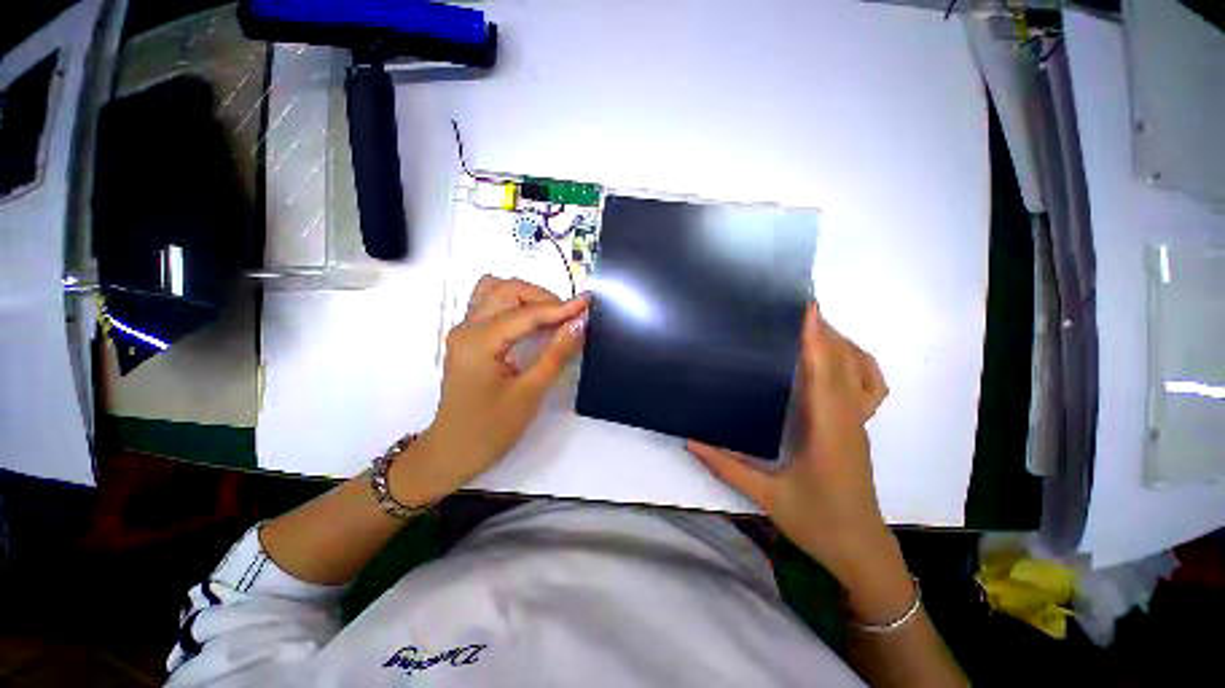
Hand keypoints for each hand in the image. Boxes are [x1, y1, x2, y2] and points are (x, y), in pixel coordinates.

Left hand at [394, 276, 587, 504]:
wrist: (454, 452)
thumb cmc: (491, 428)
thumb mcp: (530, 392)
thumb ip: (556, 354)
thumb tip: (579, 324)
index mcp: (479, 341)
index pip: (525, 313)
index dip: (560, 307)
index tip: (587, 303)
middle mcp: (467, 328)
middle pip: (505, 290)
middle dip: (541, 297)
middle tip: (568, 316)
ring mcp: (465, 331)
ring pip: (495, 292)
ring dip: (526, 296)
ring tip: (551, 316)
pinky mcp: (469, 339)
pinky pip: (491, 305)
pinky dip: (515, 305)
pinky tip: (532, 322)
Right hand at [686, 303, 893, 586]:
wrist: (860, 549)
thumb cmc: (817, 522)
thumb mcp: (767, 496)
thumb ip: (726, 466)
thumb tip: (691, 440)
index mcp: (828, 432)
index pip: (825, 375)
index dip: (816, 340)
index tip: (808, 310)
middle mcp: (848, 421)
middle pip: (846, 365)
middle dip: (826, 332)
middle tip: (799, 310)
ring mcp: (859, 425)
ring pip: (863, 373)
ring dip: (842, 345)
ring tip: (814, 329)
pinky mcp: (859, 429)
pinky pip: (868, 387)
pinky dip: (856, 365)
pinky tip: (833, 363)